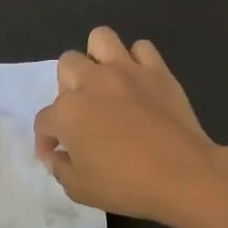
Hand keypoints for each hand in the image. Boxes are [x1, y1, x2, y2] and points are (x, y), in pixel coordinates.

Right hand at [33, 26, 224, 225]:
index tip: (56, 155)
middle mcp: (92, 82)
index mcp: (68, 111)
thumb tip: (58, 156)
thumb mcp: (79, 189)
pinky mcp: (157, 71)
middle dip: (67, 87)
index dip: (46, 140)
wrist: (183, 175)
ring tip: (105, 82)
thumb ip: (60, 168)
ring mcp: (126, 71)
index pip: (44, 120)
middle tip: (82, 113)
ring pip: (100, 39)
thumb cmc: (126, 185)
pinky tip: (138, 82)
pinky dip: (137, 61)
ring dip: (97, 58)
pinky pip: (142, 48)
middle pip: (67, 65)